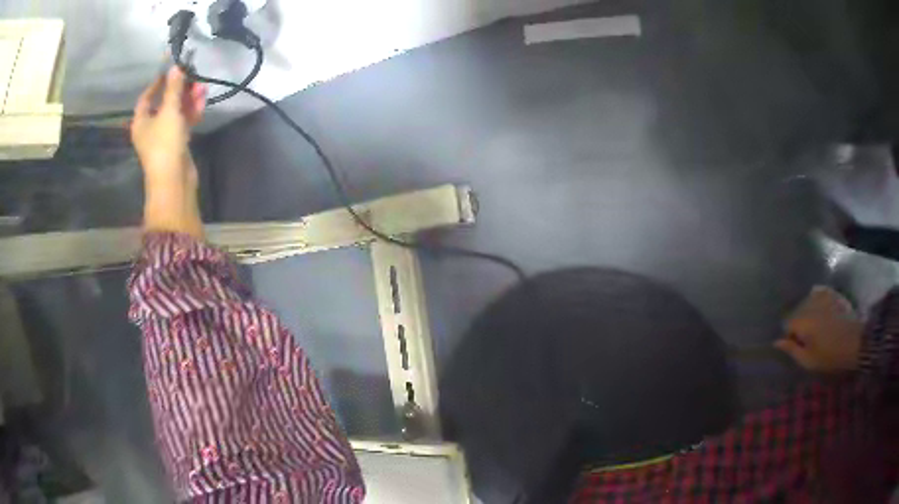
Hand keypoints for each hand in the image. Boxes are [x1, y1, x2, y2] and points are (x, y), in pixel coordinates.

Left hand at [132, 66, 206, 237]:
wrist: (174, 181)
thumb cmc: (165, 144)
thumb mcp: (169, 111)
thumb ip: (173, 88)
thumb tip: (176, 66)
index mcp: (141, 121)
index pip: (147, 96)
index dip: (158, 82)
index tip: (171, 69)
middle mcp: (150, 127)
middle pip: (164, 102)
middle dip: (179, 89)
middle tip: (193, 76)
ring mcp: (164, 136)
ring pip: (176, 111)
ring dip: (188, 99)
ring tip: (202, 88)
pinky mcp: (177, 143)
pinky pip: (183, 122)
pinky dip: (191, 112)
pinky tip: (202, 102)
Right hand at [775, 286, 862, 372]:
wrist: (854, 341)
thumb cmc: (829, 355)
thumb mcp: (808, 360)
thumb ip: (791, 349)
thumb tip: (776, 342)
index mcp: (801, 320)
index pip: (787, 324)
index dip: (791, 336)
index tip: (798, 346)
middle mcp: (809, 303)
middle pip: (796, 311)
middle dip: (799, 323)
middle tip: (808, 338)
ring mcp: (821, 295)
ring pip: (807, 302)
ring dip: (808, 312)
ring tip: (816, 325)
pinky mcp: (831, 292)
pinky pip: (818, 292)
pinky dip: (817, 300)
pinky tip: (821, 310)